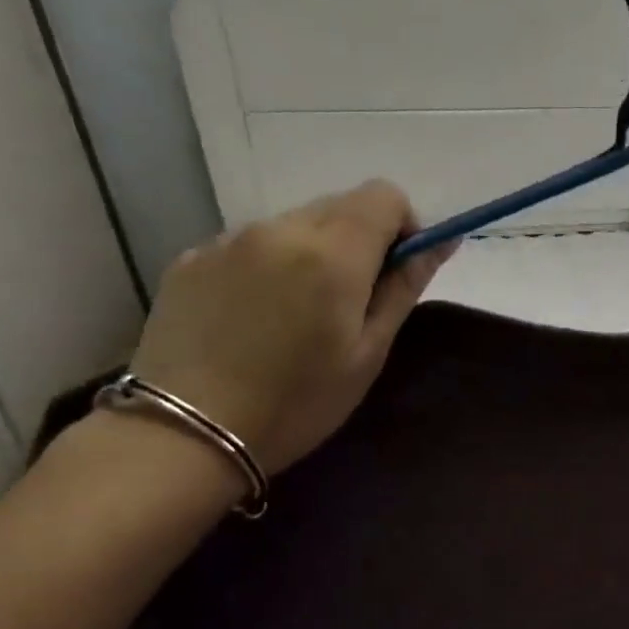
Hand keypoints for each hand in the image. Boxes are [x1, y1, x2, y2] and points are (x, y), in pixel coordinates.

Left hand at [124, 182, 453, 473]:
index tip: (398, 272)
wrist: (187, 432)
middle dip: (360, 242)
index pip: (384, 196)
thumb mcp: (368, 354)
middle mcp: (278, 229)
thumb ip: (403, 288)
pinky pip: (250, 245)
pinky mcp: (190, 258)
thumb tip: (440, 242)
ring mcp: (228, 239)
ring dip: (313, 254)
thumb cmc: (298, 403)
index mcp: (332, 253)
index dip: (404, 227)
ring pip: (293, 225)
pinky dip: (269, 267)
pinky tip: (255, 319)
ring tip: (299, 317)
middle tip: (352, 304)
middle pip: (339, 205)